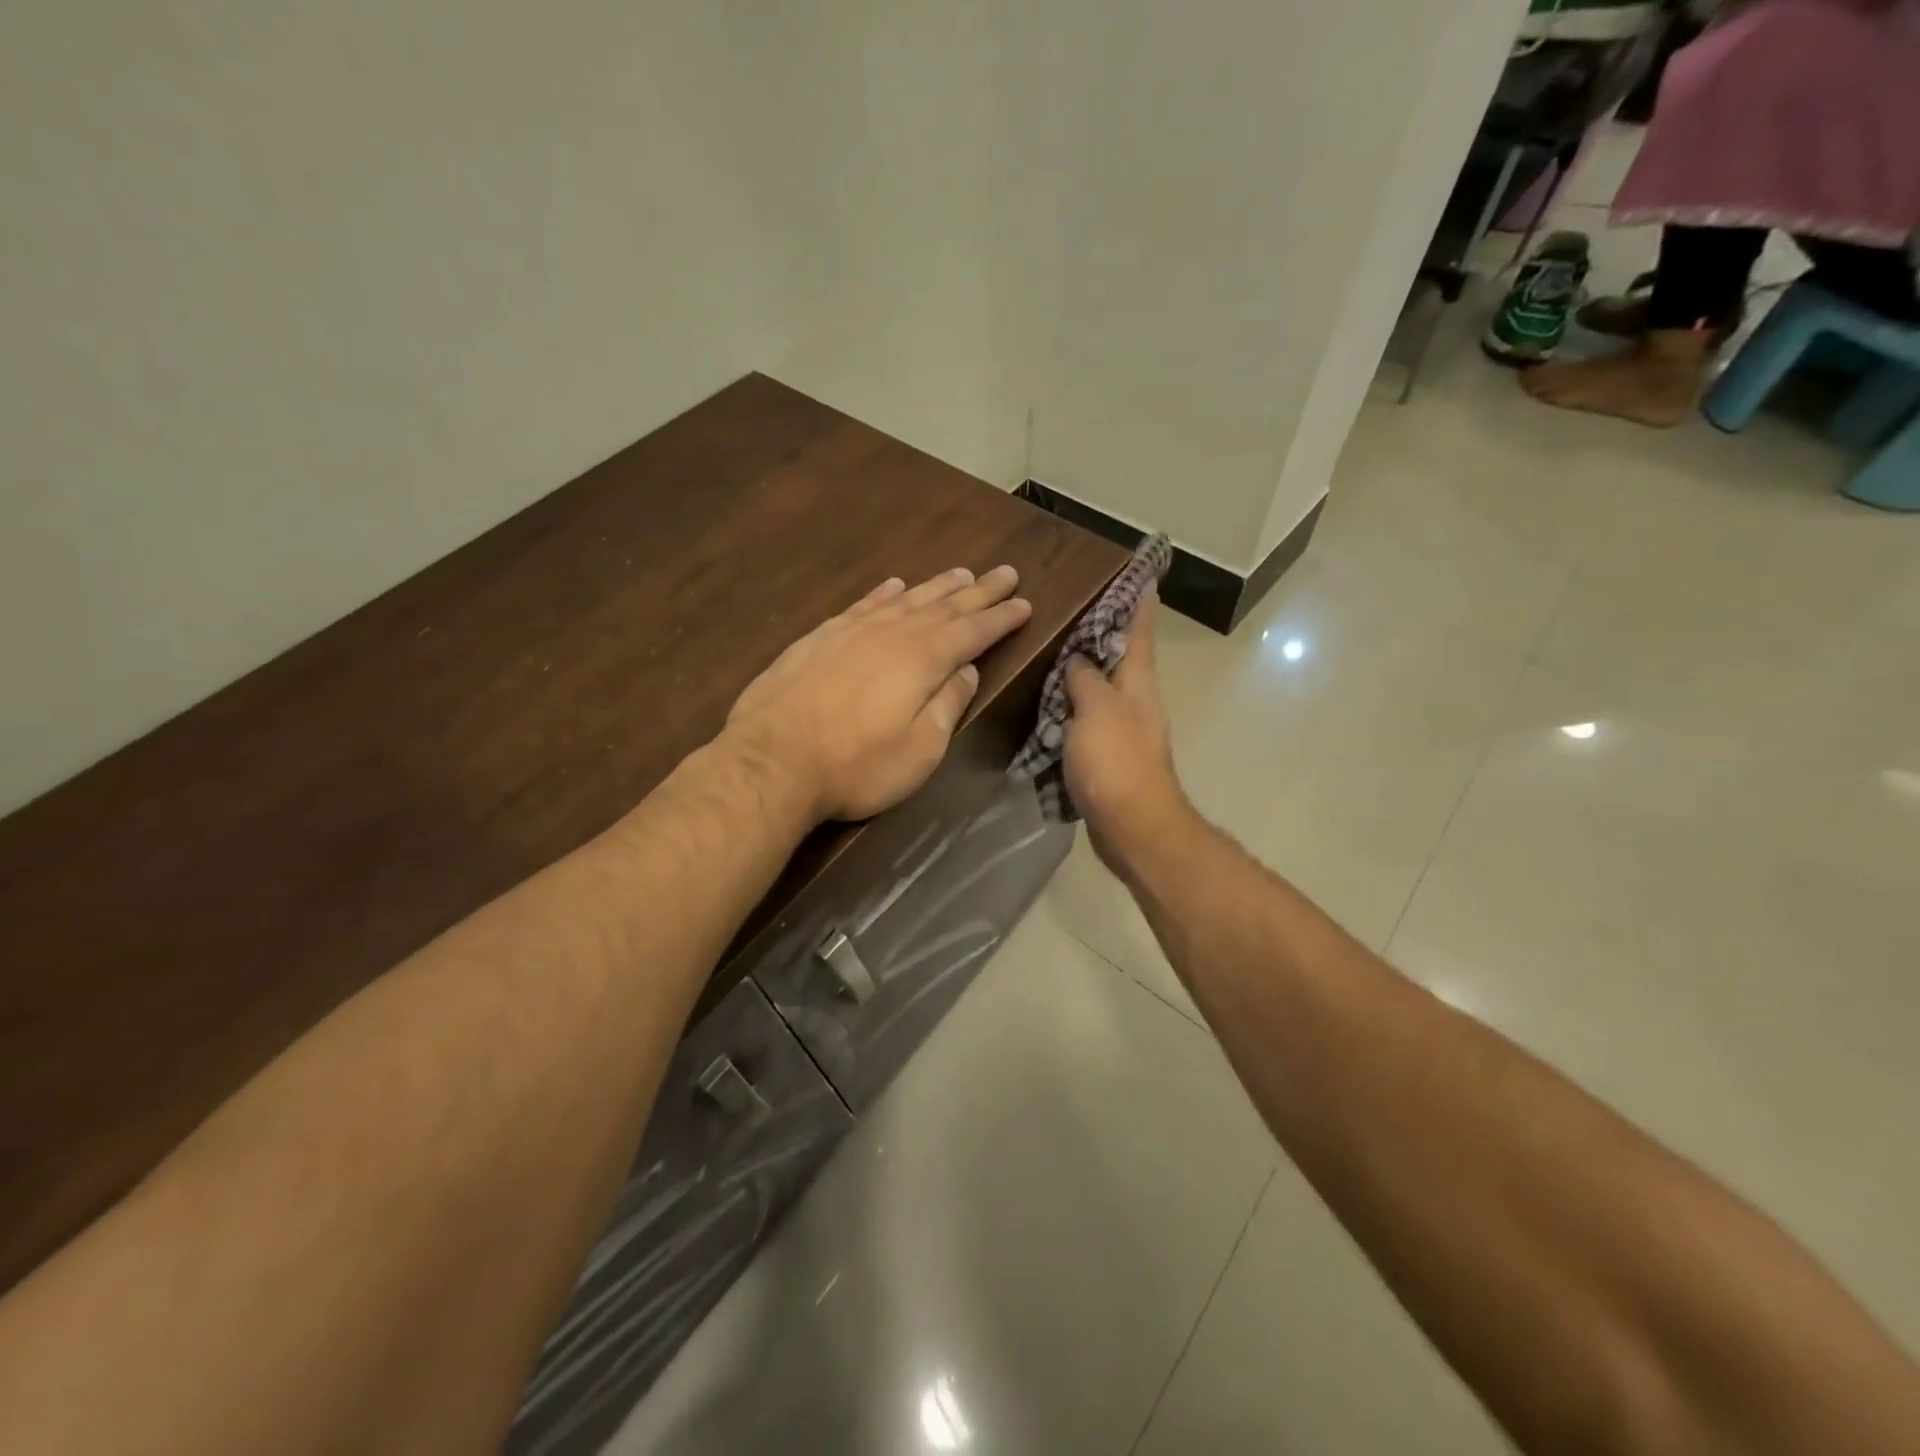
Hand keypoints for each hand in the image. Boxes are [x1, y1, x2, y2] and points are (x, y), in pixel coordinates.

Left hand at [724, 566, 1032, 821]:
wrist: (771, 760)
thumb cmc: (856, 766)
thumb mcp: (919, 750)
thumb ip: (947, 706)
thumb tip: (968, 671)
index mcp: (923, 661)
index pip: (973, 632)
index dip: (1001, 618)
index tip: (1024, 603)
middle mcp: (892, 634)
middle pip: (944, 606)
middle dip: (979, 591)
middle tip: (1006, 573)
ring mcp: (852, 631)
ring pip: (905, 599)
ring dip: (936, 586)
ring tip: (961, 573)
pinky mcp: (820, 637)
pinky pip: (862, 604)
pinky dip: (883, 592)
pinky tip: (894, 584)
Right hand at [1062, 588, 1189, 864]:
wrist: (1130, 825)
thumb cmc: (1116, 760)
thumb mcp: (1096, 709)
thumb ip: (1084, 678)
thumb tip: (1077, 661)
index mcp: (1137, 682)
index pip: (1140, 630)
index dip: (1140, 601)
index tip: (1141, 574)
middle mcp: (1134, 701)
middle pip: (1119, 659)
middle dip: (1100, 635)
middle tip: (1070, 611)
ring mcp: (1122, 731)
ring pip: (1098, 692)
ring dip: (1078, 675)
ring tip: (1048, 655)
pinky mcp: (1106, 757)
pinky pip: (1084, 723)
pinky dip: (1067, 712)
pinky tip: (1043, 708)